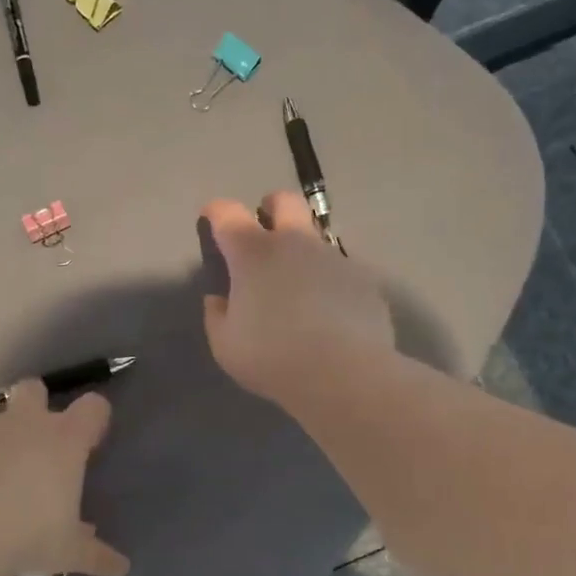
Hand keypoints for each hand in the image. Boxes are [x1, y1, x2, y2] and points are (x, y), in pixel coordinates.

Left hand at [0, 380, 128, 575]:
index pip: (93, 407)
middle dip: (37, 404)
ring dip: (0, 436)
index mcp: (64, 441)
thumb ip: (95, 554)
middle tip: (37, 443)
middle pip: (34, 388)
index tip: (90, 441)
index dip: (94, 418)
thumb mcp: (67, 552)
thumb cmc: (27, 537)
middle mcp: (27, 424)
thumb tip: (121, 567)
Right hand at [200, 192, 394, 407]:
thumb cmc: (273, 357)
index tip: (211, 220)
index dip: (216, 212)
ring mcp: (333, 257)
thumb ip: (217, 315)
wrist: (345, 374)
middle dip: (270, 207)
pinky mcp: (363, 278)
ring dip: (302, 250)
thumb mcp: (225, 345)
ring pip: (316, 237)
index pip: (227, 213)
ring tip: (299, 286)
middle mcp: (295, 243)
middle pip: (284, 201)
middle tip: (264, 232)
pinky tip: (329, 312)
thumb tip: (219, 299)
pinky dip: (328, 282)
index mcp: (253, 254)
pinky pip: (339, 270)